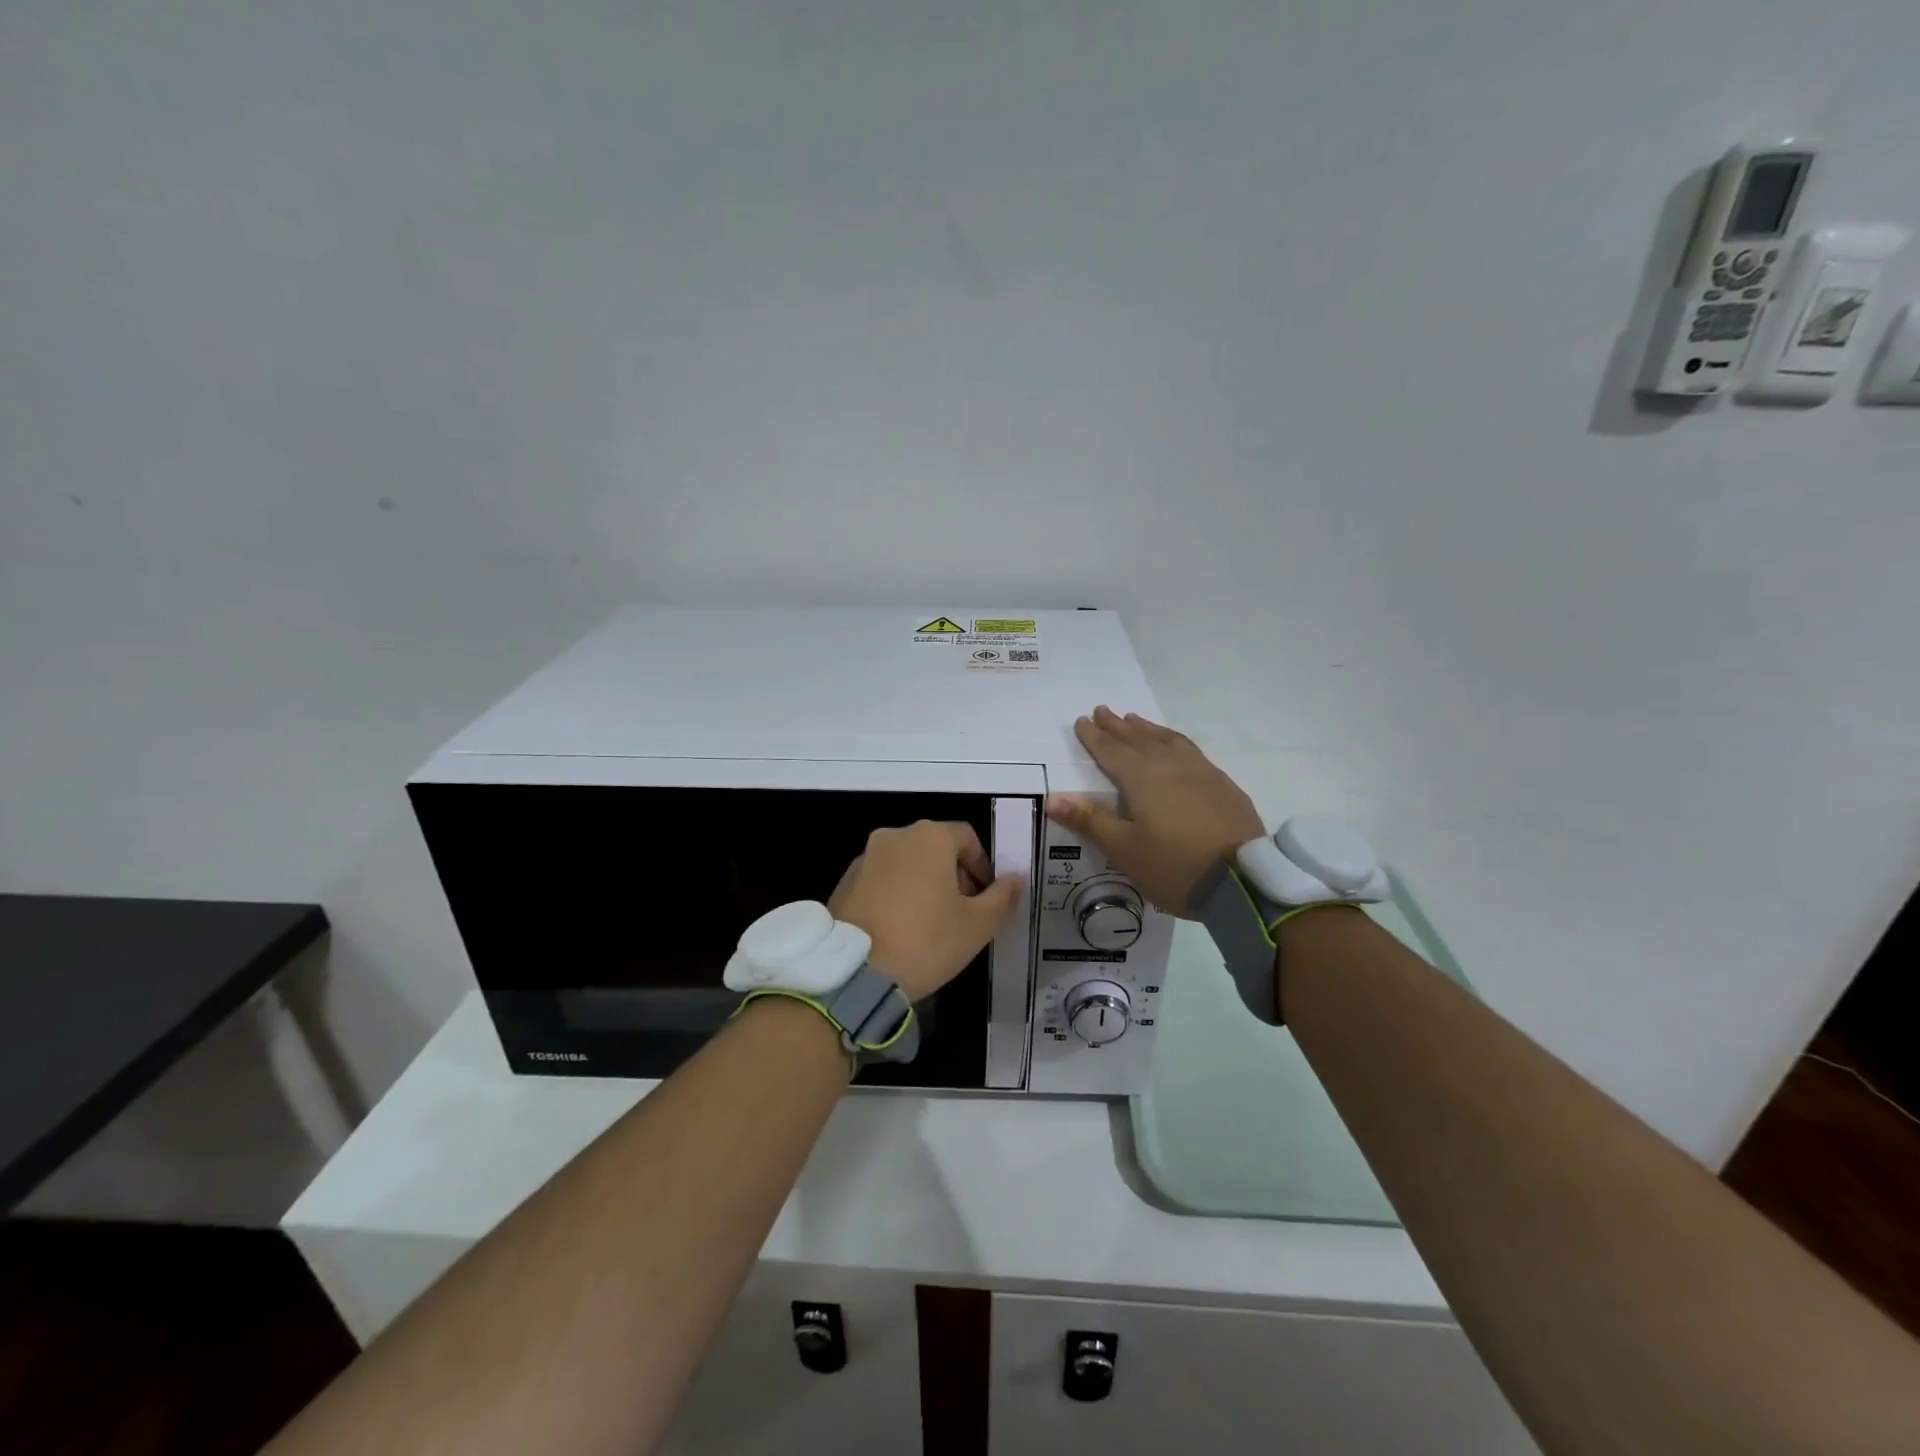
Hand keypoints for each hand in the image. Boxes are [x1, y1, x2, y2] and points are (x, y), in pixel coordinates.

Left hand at [829, 821, 1024, 1001]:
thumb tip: (1015, 879)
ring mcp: (865, 858)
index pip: (967, 837)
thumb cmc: (926, 941)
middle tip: (963, 912)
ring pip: (907, 863)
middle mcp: (895, 836)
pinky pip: (882, 880)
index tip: (987, 897)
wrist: (855, 973)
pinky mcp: (845, 882)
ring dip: (925, 884)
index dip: (983, 865)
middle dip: (954, 875)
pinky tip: (901, 929)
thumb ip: (1001, 897)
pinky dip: (897, 895)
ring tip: (931, 924)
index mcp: (929, 837)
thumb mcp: (977, 925)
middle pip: (936, 847)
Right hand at [1046, 706, 1265, 915]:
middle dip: (1118, 725)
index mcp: (1141, 778)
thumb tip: (1053, 798)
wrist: (1243, 881)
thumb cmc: (1173, 866)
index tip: (1082, 721)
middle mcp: (1170, 765)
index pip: (1111, 751)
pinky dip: (1173, 740)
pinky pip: (1190, 750)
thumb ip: (1090, 820)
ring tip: (1135, 719)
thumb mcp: (1123, 849)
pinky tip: (1176, 746)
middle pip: (1138, 739)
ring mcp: (1201, 772)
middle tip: (1103, 710)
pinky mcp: (1223, 784)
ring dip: (1147, 728)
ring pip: (1167, 740)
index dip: (1094, 737)